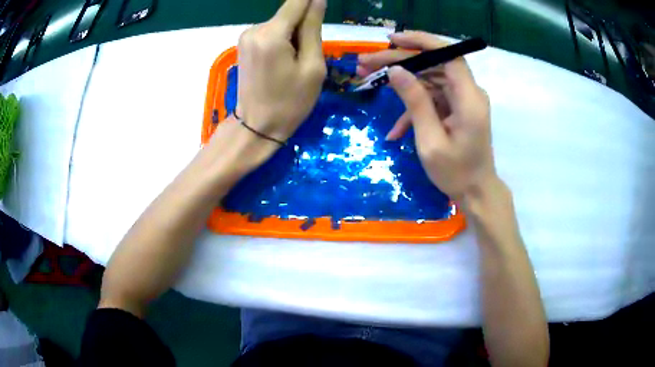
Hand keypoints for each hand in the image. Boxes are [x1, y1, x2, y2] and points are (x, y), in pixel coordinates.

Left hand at [236, 0, 326, 142]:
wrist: (257, 126)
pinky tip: (283, 61)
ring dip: (294, 34)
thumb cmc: (290, 102)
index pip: (297, 1)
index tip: (320, 13)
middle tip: (308, 54)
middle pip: (290, 13)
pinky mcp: (244, 43)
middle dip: (304, 25)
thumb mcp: (312, 67)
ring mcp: (246, 36)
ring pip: (281, 22)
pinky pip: (271, 31)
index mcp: (272, 34)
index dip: (313, 1)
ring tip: (295, 62)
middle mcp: (255, 29)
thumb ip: (313, 28)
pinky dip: (282, 39)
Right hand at [358, 31, 496, 200]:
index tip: (392, 40)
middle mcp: (469, 93)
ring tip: (369, 80)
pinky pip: (432, 99)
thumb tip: (395, 71)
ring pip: (429, 79)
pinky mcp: (456, 109)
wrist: (476, 192)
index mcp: (469, 98)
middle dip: (400, 61)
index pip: (448, 54)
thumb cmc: (456, 173)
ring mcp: (462, 100)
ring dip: (402, 82)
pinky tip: (394, 129)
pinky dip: (414, 108)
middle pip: (433, 64)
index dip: (421, 42)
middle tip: (367, 63)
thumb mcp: (430, 140)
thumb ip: (415, 102)